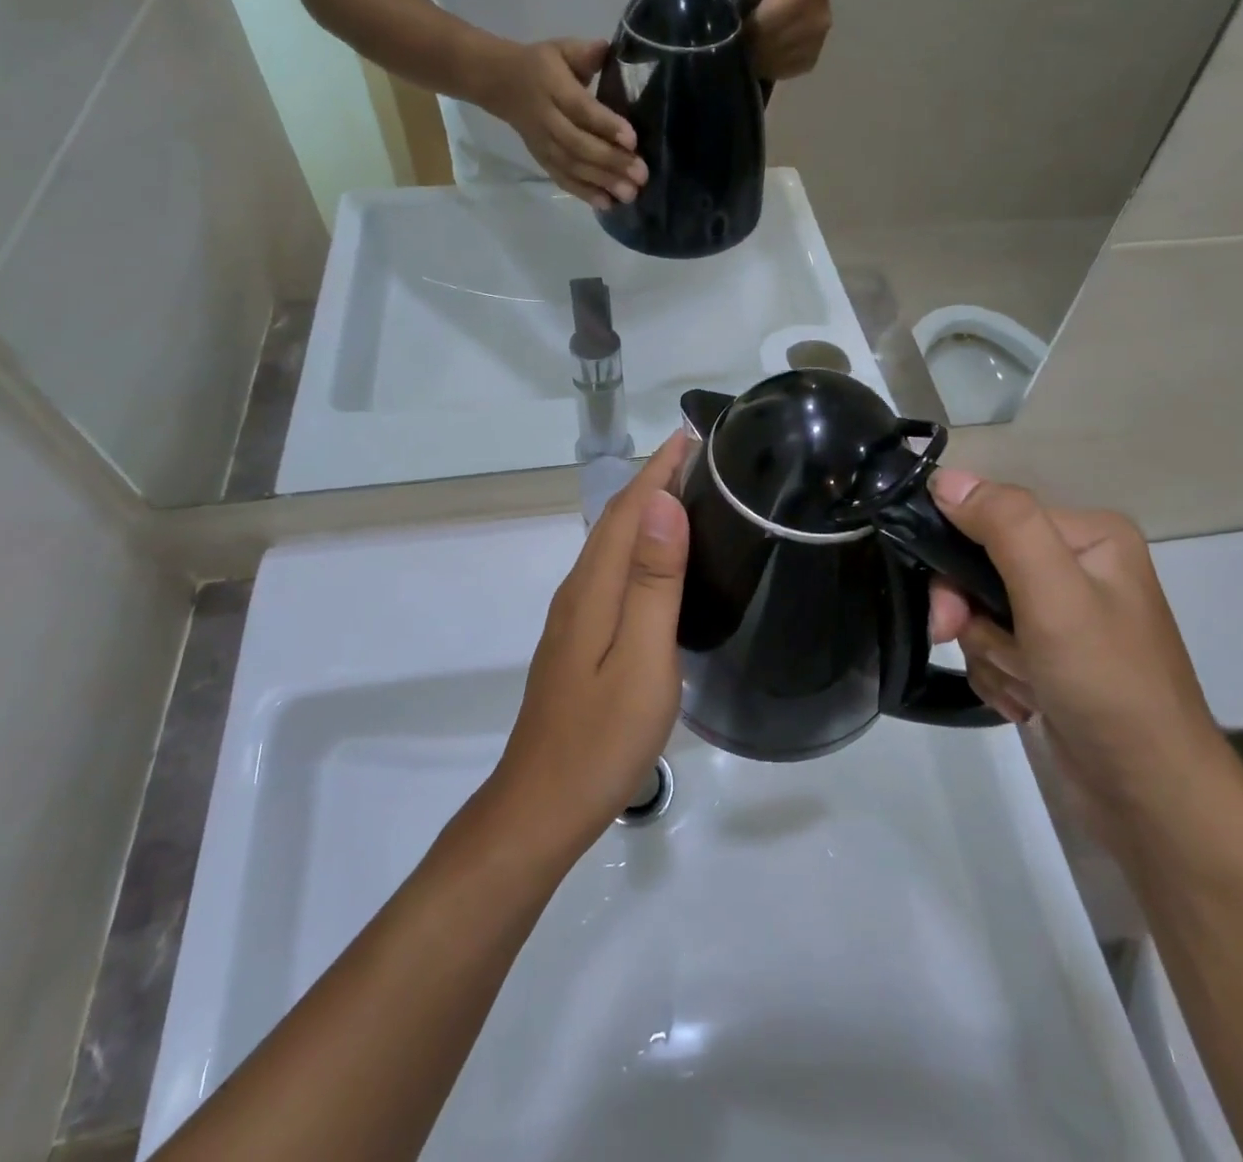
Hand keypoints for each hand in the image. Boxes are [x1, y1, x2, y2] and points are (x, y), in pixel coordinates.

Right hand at [478, 38, 648, 208]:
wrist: (500, 84)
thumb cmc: (542, 65)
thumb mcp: (561, 49)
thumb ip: (585, 53)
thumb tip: (608, 49)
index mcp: (552, 87)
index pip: (581, 109)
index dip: (606, 125)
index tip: (632, 140)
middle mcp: (547, 119)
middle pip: (579, 145)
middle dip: (611, 161)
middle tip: (641, 174)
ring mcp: (543, 144)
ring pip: (573, 167)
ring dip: (602, 182)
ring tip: (630, 194)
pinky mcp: (542, 161)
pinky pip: (563, 179)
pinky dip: (584, 193)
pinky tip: (606, 204)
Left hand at [491, 434, 691, 850]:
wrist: (541, 806)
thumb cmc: (602, 738)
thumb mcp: (642, 660)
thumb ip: (653, 583)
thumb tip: (663, 505)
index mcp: (594, 588)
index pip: (630, 510)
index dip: (659, 470)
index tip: (693, 436)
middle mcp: (579, 591)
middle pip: (617, 520)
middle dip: (653, 481)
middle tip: (701, 459)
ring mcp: (575, 617)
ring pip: (612, 545)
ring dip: (646, 511)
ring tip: (688, 495)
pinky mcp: (579, 640)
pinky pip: (611, 572)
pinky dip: (638, 547)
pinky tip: (659, 563)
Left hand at [723, 0, 830, 79]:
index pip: (773, 21)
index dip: (748, 25)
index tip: (729, 19)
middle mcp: (821, 18)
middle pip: (772, 47)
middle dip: (747, 43)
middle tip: (728, 34)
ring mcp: (817, 43)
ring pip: (774, 64)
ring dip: (753, 56)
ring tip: (741, 39)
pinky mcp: (809, 61)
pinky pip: (780, 72)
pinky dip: (763, 64)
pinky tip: (755, 48)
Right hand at [926, 469, 1231, 847]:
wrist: (1149, 796)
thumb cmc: (1106, 684)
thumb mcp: (1055, 594)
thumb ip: (1004, 526)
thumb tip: (945, 478)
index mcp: (1088, 536)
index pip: (991, 518)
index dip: (957, 560)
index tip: (949, 611)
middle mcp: (1077, 568)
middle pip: (980, 568)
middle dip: (971, 616)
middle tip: (965, 644)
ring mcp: (1063, 616)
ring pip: (980, 613)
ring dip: (986, 653)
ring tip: (1023, 686)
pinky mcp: (1051, 658)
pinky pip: (993, 648)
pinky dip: (998, 676)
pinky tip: (1026, 702)